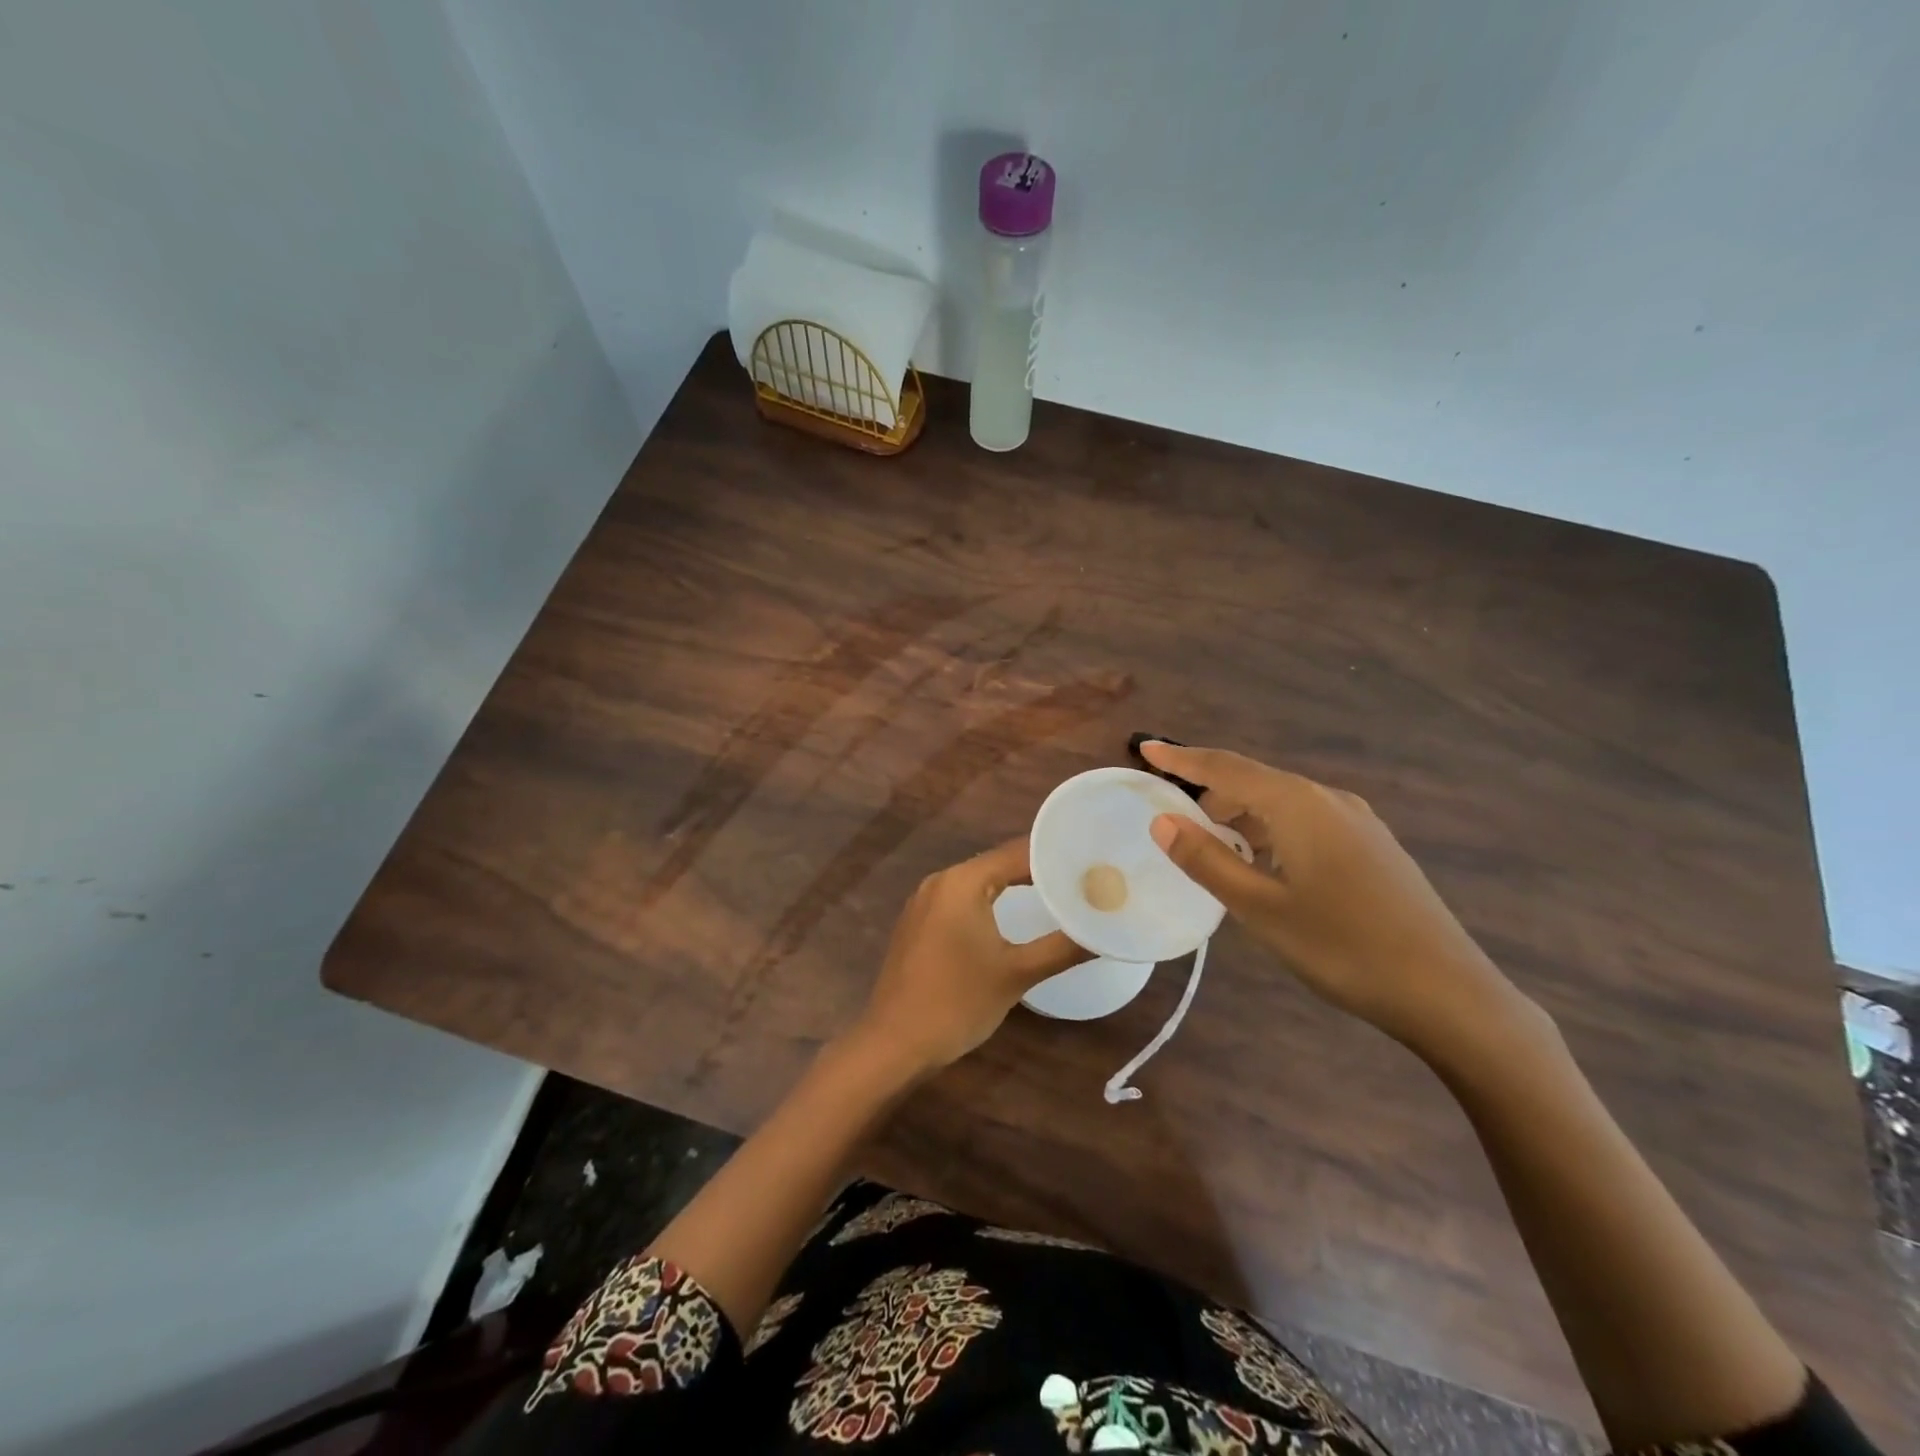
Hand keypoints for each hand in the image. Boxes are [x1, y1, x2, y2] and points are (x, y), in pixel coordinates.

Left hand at [851, 837, 1088, 1074]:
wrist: (894, 1043)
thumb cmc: (957, 1002)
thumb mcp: (1016, 974)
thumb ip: (1062, 948)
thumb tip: (1104, 932)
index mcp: (962, 881)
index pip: (1018, 853)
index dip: (1056, 856)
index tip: (1091, 862)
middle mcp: (940, 881)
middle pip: (998, 864)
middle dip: (1039, 871)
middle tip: (1082, 879)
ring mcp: (924, 902)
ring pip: (980, 884)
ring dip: (1015, 887)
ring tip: (1058, 894)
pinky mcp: (919, 924)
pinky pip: (962, 902)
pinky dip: (990, 903)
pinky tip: (1012, 918)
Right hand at [1139, 740, 1531, 1058]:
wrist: (1448, 992)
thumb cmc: (1343, 948)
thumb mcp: (1261, 908)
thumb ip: (1207, 860)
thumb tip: (1162, 821)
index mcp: (1298, 805)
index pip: (1226, 768)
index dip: (1183, 758)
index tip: (1146, 747)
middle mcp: (1329, 799)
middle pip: (1255, 782)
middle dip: (1211, 795)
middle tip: (1176, 824)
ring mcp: (1358, 821)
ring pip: (1283, 804)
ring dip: (1243, 818)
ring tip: (1216, 852)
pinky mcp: (1373, 846)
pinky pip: (1307, 823)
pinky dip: (1273, 832)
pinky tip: (1267, 868)